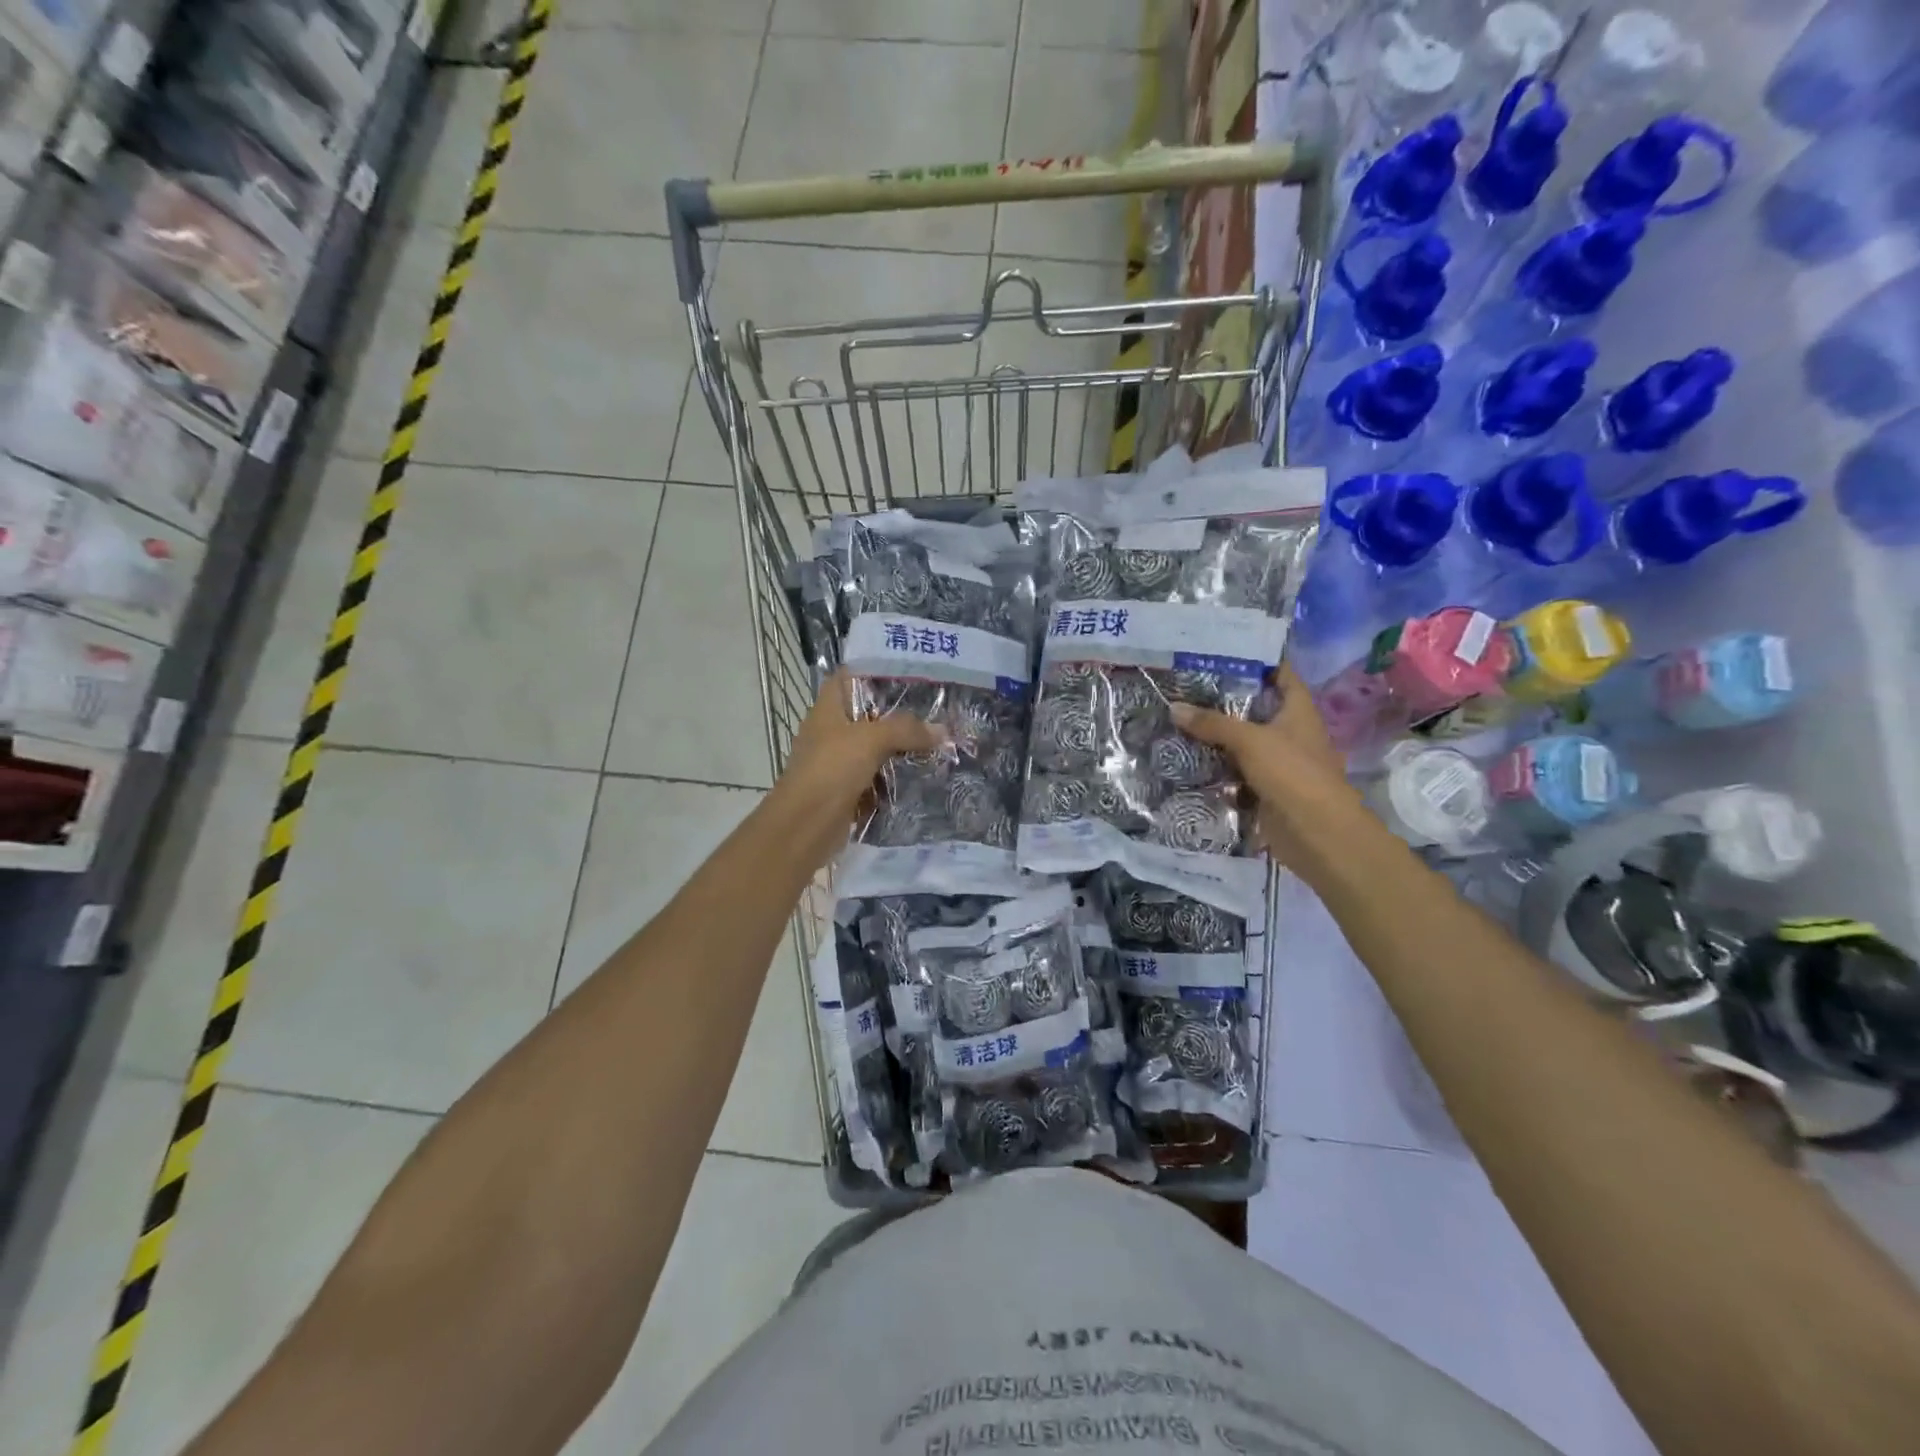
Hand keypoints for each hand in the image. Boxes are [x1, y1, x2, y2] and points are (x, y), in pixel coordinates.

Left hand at [771, 669, 943, 856]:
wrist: (805, 826)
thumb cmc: (831, 770)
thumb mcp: (870, 740)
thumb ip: (906, 730)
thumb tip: (942, 730)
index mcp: (828, 709)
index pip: (849, 677)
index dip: (875, 670)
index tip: (911, 672)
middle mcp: (831, 732)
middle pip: (868, 715)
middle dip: (900, 715)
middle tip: (936, 710)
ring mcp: (838, 763)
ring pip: (875, 748)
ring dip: (901, 749)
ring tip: (937, 742)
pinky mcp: (847, 790)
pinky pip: (877, 778)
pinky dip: (896, 778)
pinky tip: (923, 775)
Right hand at [1169, 664, 1372, 877]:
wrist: (1316, 833)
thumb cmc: (1292, 773)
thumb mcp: (1250, 741)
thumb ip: (1212, 723)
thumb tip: (1174, 707)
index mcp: (1298, 711)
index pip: (1280, 674)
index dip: (1256, 660)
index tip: (1222, 649)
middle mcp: (1290, 732)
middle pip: (1255, 709)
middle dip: (1224, 699)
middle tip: (1185, 685)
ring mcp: (1278, 763)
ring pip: (1242, 742)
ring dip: (1216, 735)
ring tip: (1178, 718)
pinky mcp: (1264, 789)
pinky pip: (1235, 772)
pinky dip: (1216, 767)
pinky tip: (1187, 758)